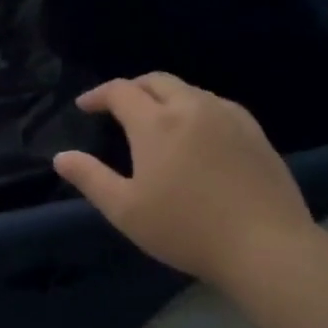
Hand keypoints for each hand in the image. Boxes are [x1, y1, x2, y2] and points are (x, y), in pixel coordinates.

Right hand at [53, 73, 314, 287]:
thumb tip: (61, 156)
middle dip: (131, 88)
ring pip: (189, 90)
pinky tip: (196, 132)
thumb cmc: (186, 228)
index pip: (120, 91)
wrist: (266, 247)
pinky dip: (194, 107)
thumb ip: (90, 178)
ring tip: (155, 119)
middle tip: (117, 107)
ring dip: (164, 96)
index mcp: (156, 122)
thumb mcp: (125, 210)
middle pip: (156, 81)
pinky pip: (216, 105)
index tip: (85, 107)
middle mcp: (192, 107)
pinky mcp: (255, 133)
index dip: (99, 95)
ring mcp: (228, 117)